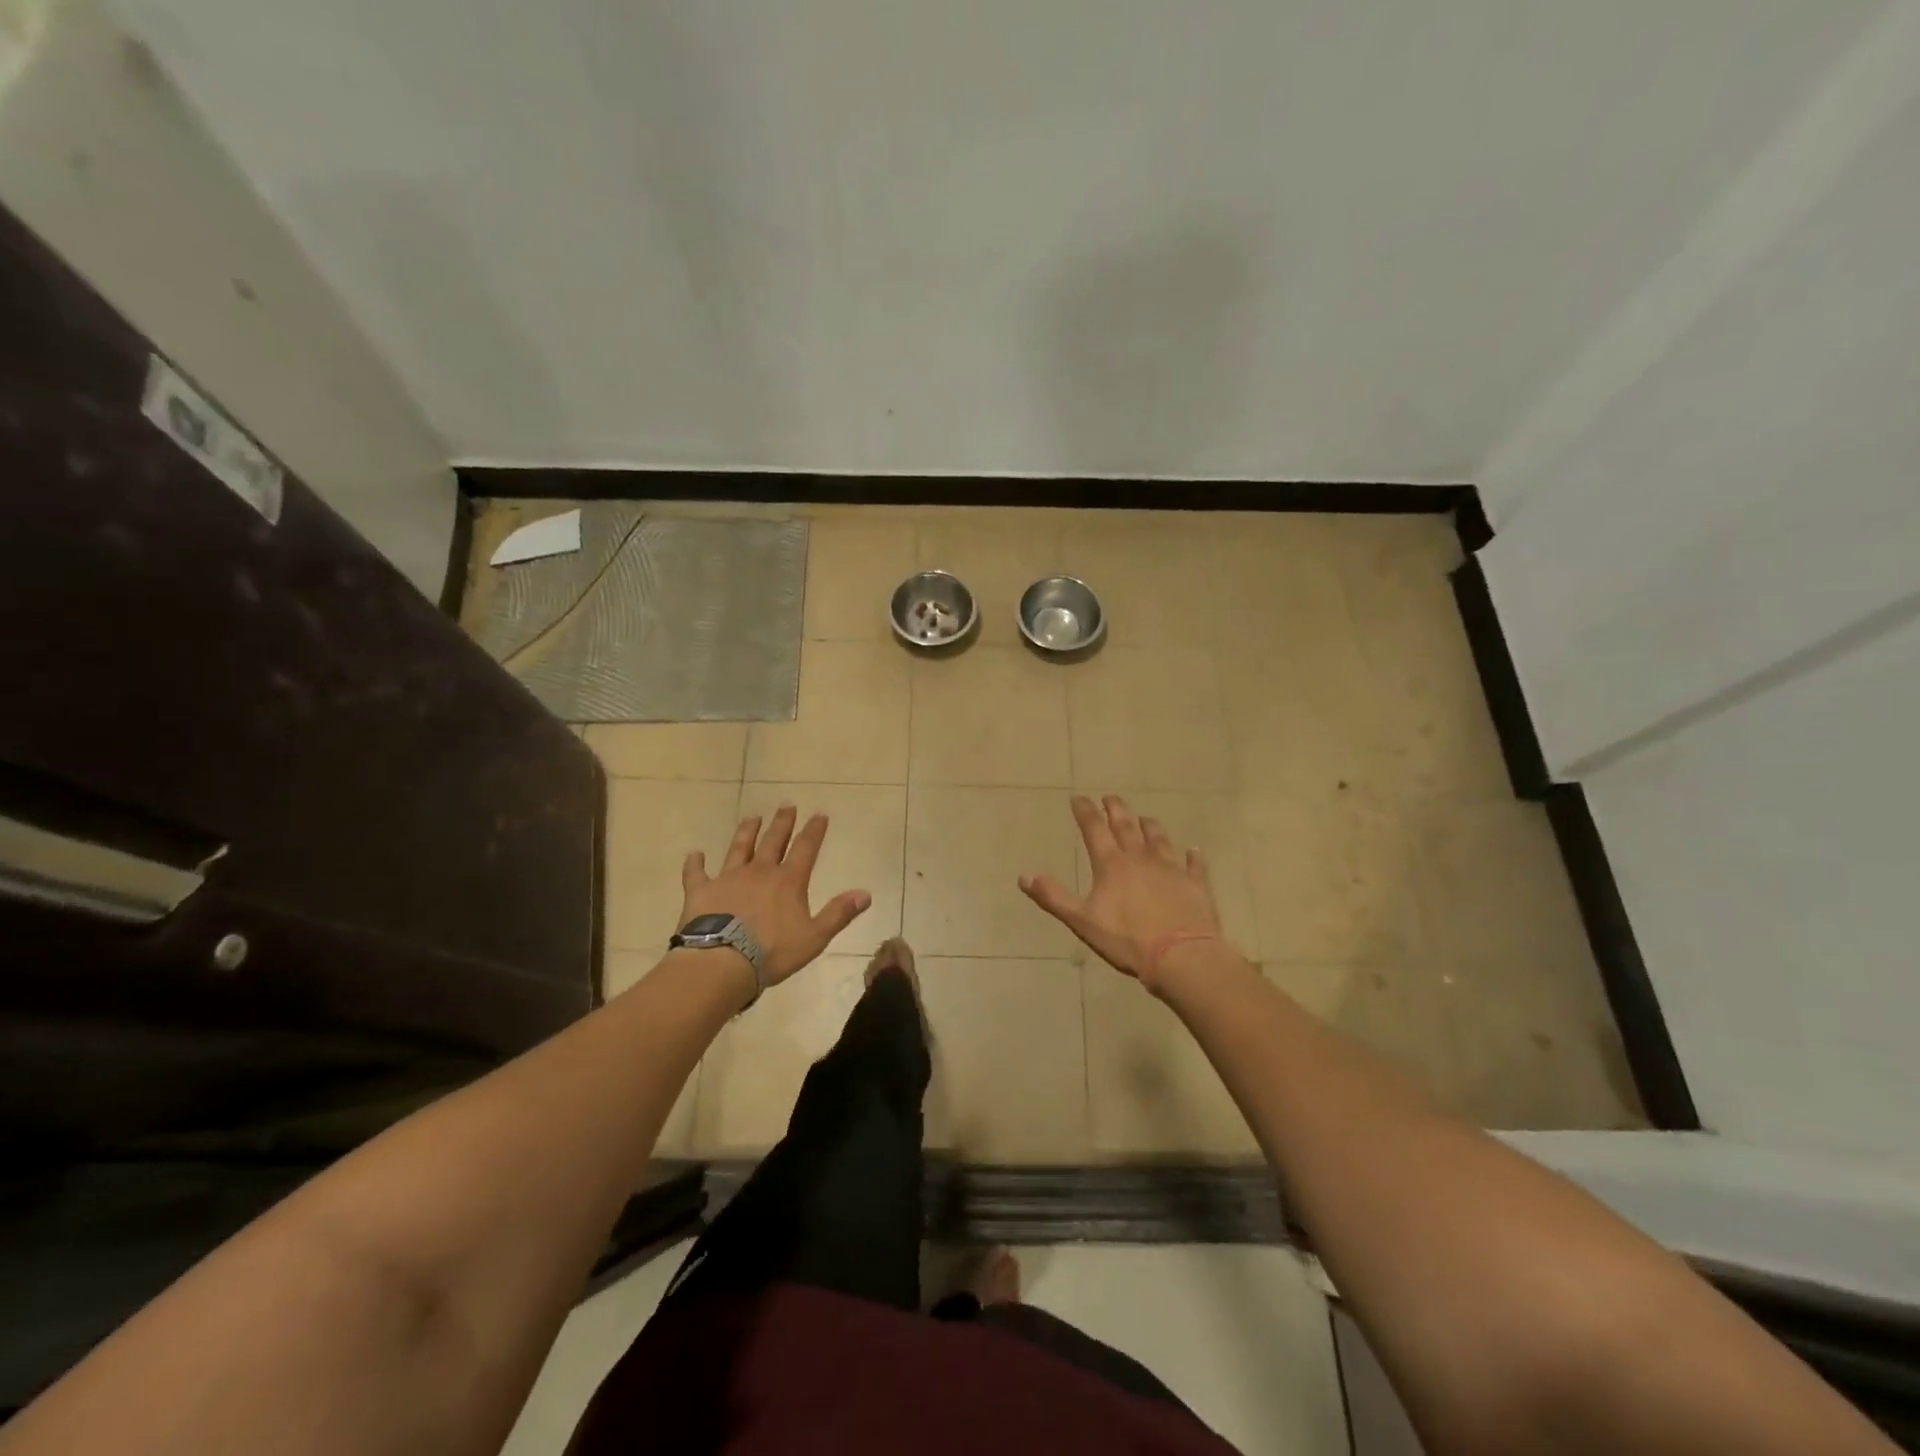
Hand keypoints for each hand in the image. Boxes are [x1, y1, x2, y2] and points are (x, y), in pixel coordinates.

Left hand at [679, 805, 870, 986]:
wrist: (721, 962)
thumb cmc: (772, 952)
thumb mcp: (815, 937)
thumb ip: (839, 913)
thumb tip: (865, 893)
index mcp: (788, 881)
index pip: (805, 848)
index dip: (814, 831)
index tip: (819, 814)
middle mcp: (759, 872)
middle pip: (773, 841)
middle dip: (782, 822)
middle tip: (786, 804)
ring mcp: (728, 878)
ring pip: (739, 848)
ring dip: (746, 832)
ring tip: (752, 817)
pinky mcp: (701, 891)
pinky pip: (696, 873)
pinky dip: (695, 863)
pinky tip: (695, 854)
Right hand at [1019, 794, 1224, 991]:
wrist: (1181, 956)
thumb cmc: (1127, 940)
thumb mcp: (1081, 921)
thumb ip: (1053, 897)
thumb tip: (1024, 875)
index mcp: (1111, 864)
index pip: (1094, 829)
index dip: (1085, 811)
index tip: (1078, 798)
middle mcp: (1141, 858)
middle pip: (1126, 826)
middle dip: (1116, 809)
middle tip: (1110, 797)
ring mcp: (1171, 869)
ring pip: (1159, 838)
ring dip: (1149, 825)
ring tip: (1144, 818)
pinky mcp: (1194, 884)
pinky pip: (1193, 864)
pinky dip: (1191, 856)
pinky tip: (1192, 851)